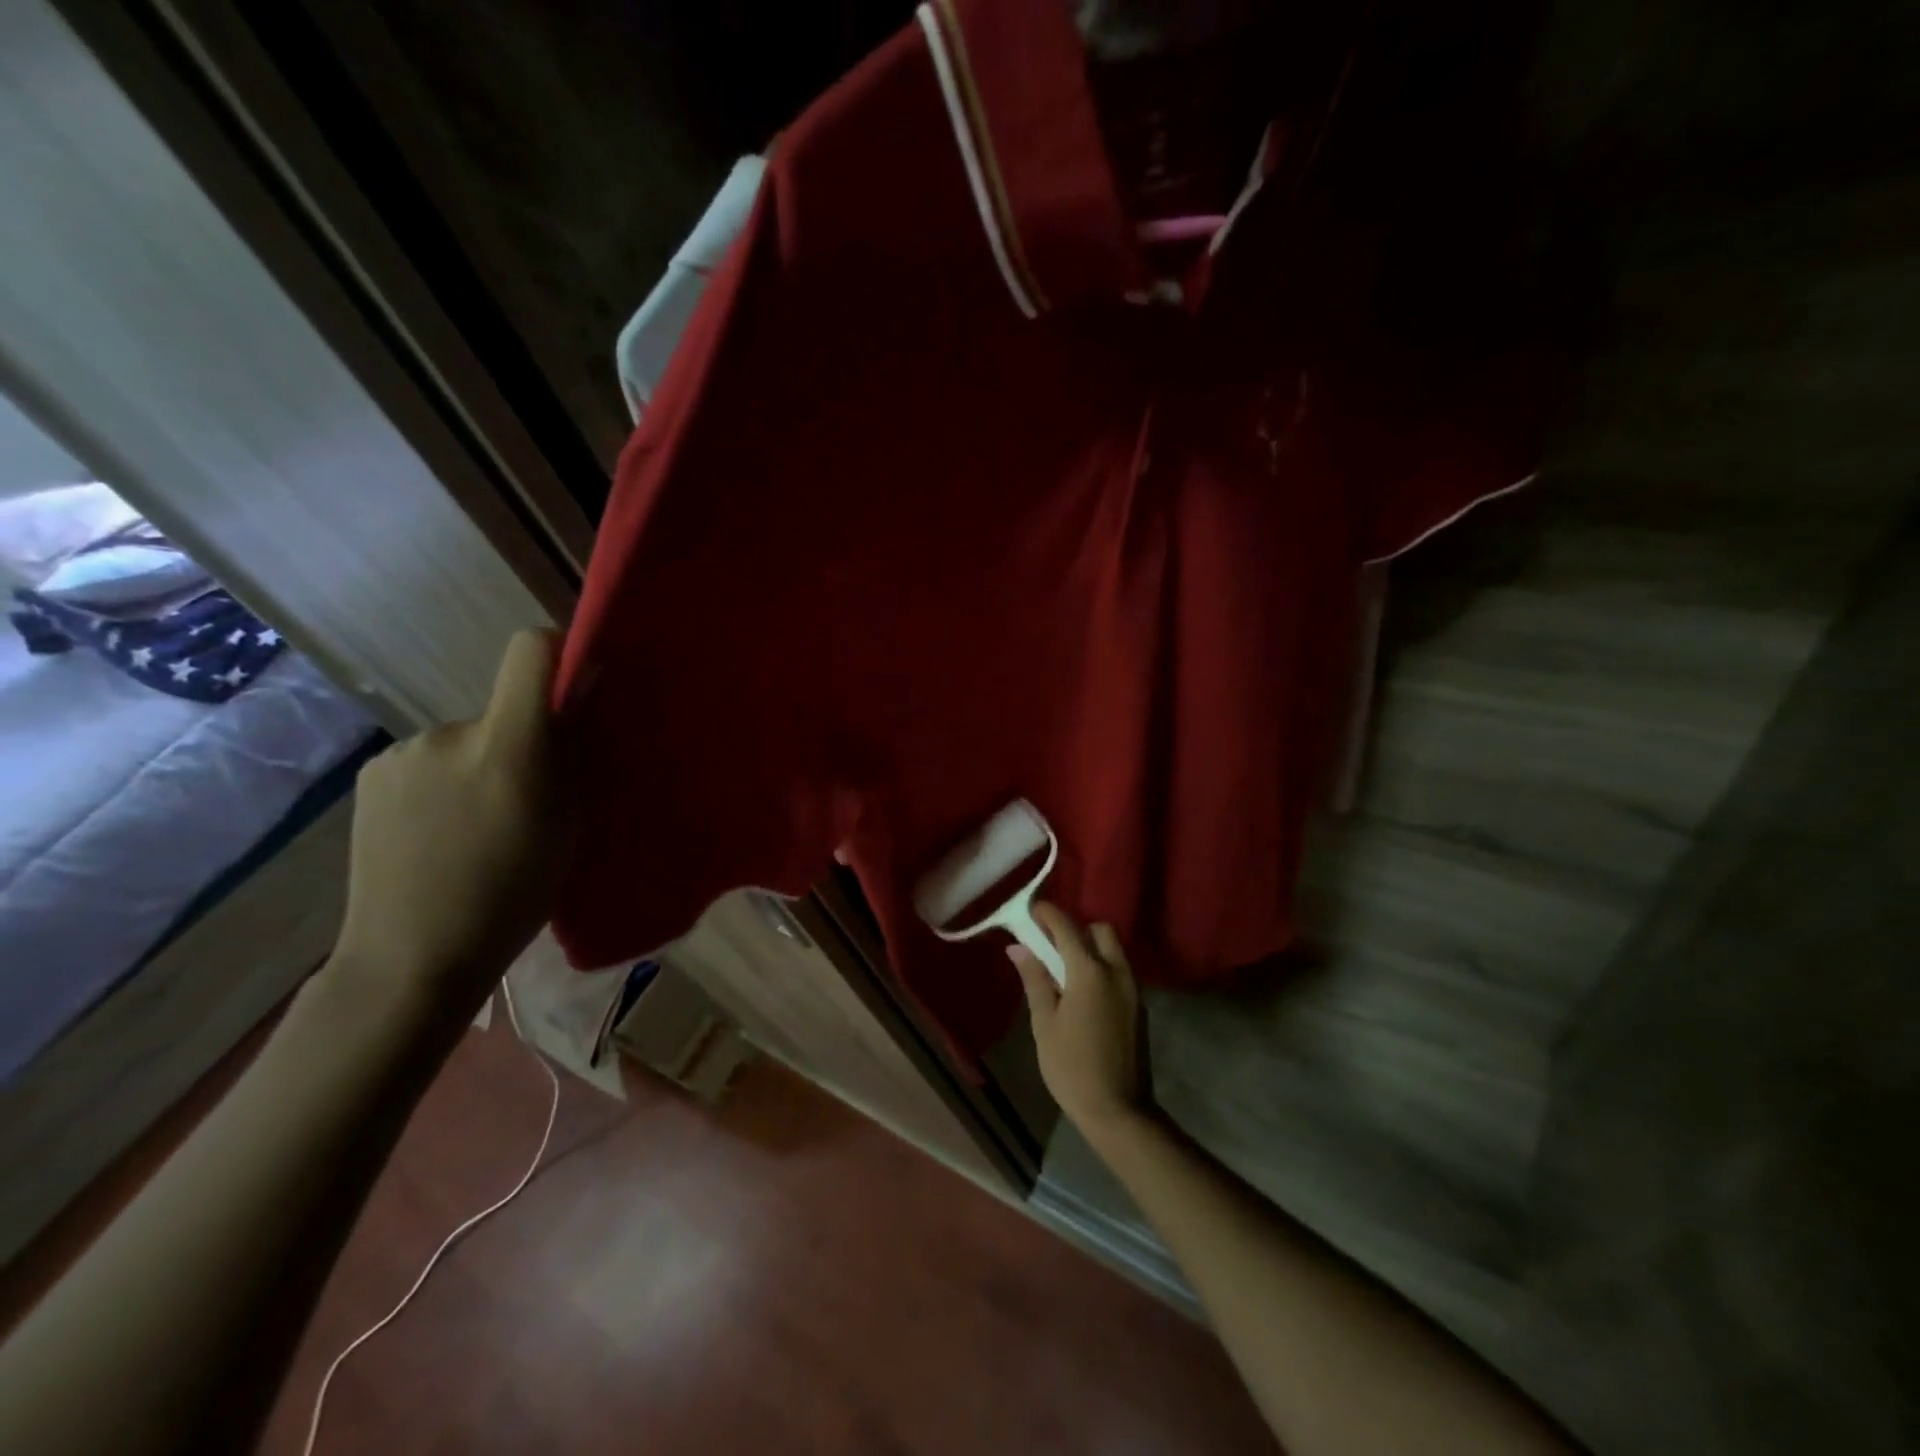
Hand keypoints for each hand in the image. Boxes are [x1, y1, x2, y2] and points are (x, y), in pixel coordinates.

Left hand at [331, 630, 574, 1024]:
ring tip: (478, 825)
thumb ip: (570, 757)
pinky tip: (439, 832)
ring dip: (480, 765)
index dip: (558, 651)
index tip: (576, 682)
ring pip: (466, 741)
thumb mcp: (567, 824)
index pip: (529, 652)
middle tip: (527, 797)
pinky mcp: (372, 775)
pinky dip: (444, 783)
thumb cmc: (513, 895)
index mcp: (508, 747)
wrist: (412, 956)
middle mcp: (450, 733)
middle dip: (522, 740)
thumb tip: (573, 706)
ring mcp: (403, 753)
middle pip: (503, 709)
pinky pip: (429, 762)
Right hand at [1008, 904, 1154, 1138]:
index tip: (1031, 911)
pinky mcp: (1139, 1006)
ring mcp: (1133, 989)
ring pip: (1114, 950)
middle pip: (1100, 931)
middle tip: (1051, 946)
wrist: (1119, 1111)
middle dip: (1077, 929)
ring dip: (1091, 948)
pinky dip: (1102, 968)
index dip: (1048, 914)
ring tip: (1065, 971)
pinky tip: (1084, 993)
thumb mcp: (1044, 1023)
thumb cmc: (1071, 1068)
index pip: (1067, 928)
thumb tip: (1018, 948)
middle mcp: (1116, 971)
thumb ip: (1034, 980)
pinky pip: (1120, 971)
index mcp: (1089, 972)